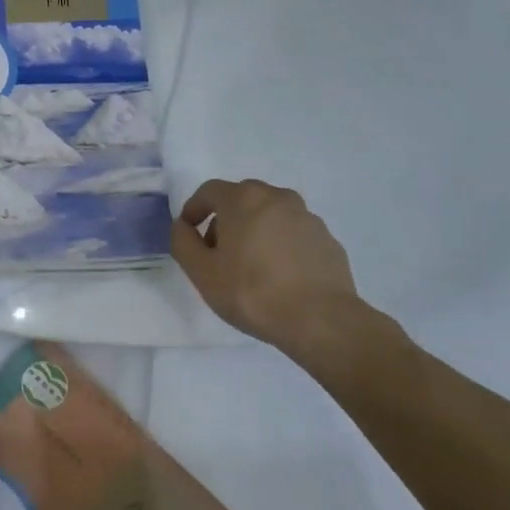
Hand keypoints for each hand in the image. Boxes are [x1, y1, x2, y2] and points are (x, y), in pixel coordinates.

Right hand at [171, 178, 375, 369]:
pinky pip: (292, 233)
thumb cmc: (252, 292)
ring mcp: (307, 217)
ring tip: (248, 267)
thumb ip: (183, 242)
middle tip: (216, 252)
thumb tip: (182, 226)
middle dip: (224, 219)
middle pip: (241, 199)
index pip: (209, 191)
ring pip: (269, 215)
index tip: (188, 233)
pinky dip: (278, 245)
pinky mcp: (327, 239)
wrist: (320, 319)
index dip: (193, 209)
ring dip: (253, 231)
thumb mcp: (201, 272)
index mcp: (244, 199)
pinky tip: (277, 276)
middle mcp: (278, 198)